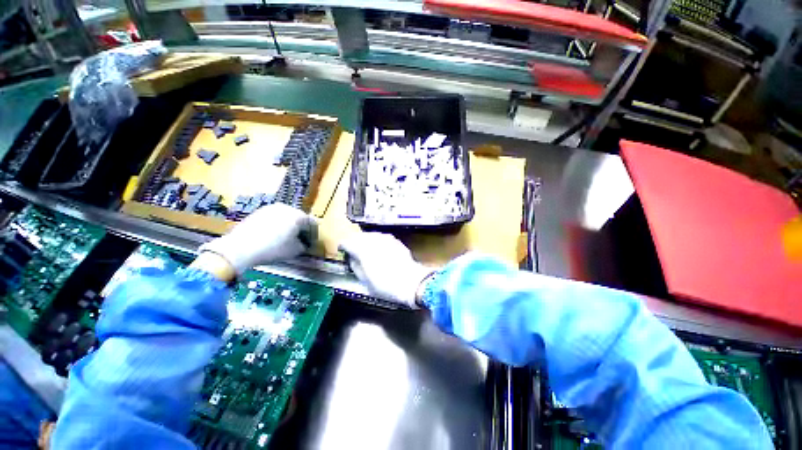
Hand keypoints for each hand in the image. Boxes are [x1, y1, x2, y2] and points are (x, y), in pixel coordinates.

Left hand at [200, 203, 316, 274]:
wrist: (240, 247)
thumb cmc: (273, 248)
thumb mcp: (294, 251)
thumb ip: (304, 246)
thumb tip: (303, 244)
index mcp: (298, 215)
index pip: (312, 224)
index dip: (313, 235)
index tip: (311, 244)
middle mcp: (286, 208)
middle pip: (299, 218)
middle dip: (301, 229)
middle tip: (300, 241)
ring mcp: (271, 208)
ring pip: (286, 217)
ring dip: (289, 227)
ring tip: (286, 239)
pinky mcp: (259, 212)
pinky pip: (274, 218)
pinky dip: (277, 226)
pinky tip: (272, 236)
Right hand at [339, 232, 432, 307]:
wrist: (411, 282)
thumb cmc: (386, 285)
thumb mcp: (365, 281)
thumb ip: (356, 266)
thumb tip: (352, 258)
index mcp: (362, 250)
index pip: (347, 242)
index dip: (343, 246)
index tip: (342, 250)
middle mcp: (373, 240)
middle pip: (359, 236)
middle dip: (354, 242)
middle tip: (352, 250)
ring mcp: (385, 239)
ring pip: (370, 234)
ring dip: (365, 240)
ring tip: (364, 247)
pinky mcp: (395, 240)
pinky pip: (381, 236)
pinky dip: (376, 240)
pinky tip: (378, 247)